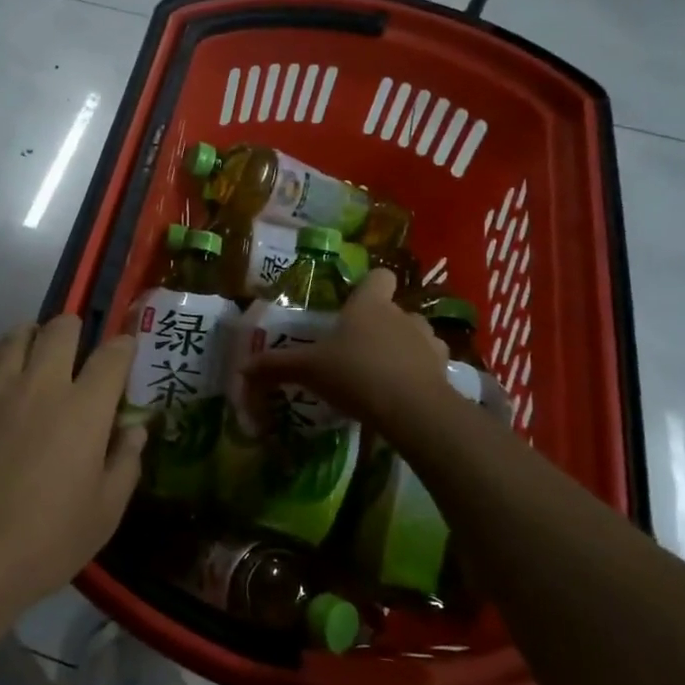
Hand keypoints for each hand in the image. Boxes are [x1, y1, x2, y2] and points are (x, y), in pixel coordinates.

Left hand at [0, 316, 141, 657]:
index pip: (112, 355)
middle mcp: (41, 383)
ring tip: (33, 359)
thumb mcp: (104, 515)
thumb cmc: (42, 544)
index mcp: (85, 410)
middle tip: (75, 355)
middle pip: (62, 327)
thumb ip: (126, 463)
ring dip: (32, 339)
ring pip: (16, 333)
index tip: (124, 353)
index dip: (124, 346)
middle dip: (76, 332)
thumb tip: (135, 428)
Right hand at [244, 268, 448, 429]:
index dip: (370, 286)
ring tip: (385, 370)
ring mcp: (427, 340)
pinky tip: (405, 390)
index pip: (379, 276)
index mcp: (369, 305)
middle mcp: (402, 315)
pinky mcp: (444, 368)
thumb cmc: (355, 374)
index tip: (356, 302)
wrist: (411, 408)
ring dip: (405, 346)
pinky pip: (431, 362)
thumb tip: (240, 368)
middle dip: (382, 324)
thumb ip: (276, 366)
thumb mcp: (308, 370)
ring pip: (417, 334)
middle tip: (359, 348)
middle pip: (396, 309)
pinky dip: (421, 371)